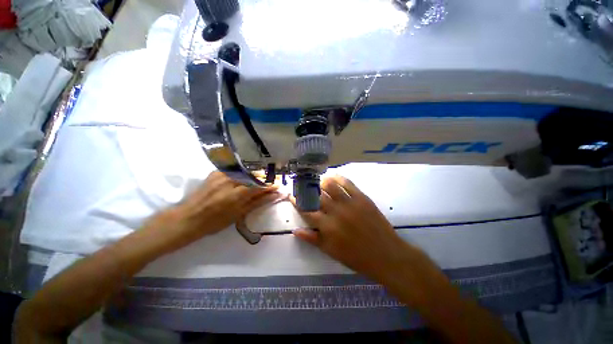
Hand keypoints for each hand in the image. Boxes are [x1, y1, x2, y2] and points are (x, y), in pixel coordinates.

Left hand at [157, 171, 281, 249]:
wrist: (188, 217)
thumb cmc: (214, 222)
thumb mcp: (239, 214)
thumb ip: (257, 202)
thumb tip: (273, 195)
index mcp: (236, 194)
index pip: (259, 185)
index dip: (270, 185)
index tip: (278, 185)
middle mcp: (230, 181)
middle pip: (254, 175)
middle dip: (264, 179)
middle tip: (270, 183)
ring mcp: (222, 174)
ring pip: (245, 172)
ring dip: (254, 176)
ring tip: (259, 182)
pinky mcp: (216, 172)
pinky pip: (235, 170)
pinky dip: (243, 174)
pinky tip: (244, 179)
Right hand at [292, 176, 435, 284]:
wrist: (385, 254)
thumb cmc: (356, 257)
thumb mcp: (330, 251)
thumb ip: (312, 239)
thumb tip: (295, 230)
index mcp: (326, 226)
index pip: (306, 210)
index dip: (297, 201)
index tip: (292, 195)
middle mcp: (335, 211)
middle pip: (316, 195)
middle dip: (307, 188)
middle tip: (304, 185)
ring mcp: (349, 203)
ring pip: (330, 185)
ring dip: (322, 181)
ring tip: (318, 181)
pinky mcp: (361, 198)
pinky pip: (347, 183)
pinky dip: (338, 178)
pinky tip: (333, 176)